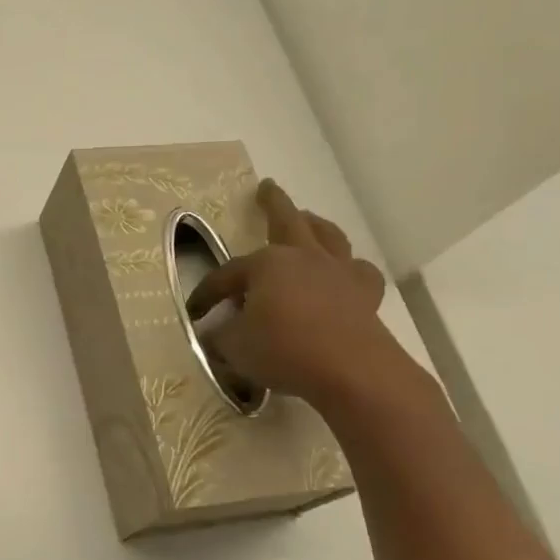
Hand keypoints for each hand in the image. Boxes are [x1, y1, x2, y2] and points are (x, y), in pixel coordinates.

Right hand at [186, 180, 400, 408]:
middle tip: (267, 188)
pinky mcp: (365, 295)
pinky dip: (349, 269)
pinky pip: (358, 272)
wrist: (351, 371)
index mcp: (266, 264)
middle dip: (273, 204)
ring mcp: (338, 273)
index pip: (226, 275)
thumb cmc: (284, 350)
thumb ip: (220, 335)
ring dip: (316, 225)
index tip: (194, 313)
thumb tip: (214, 333)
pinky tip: (344, 273)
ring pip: (328, 237)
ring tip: (308, 220)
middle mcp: (303, 257)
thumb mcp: (234, 347)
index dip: (206, 294)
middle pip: (286, 221)